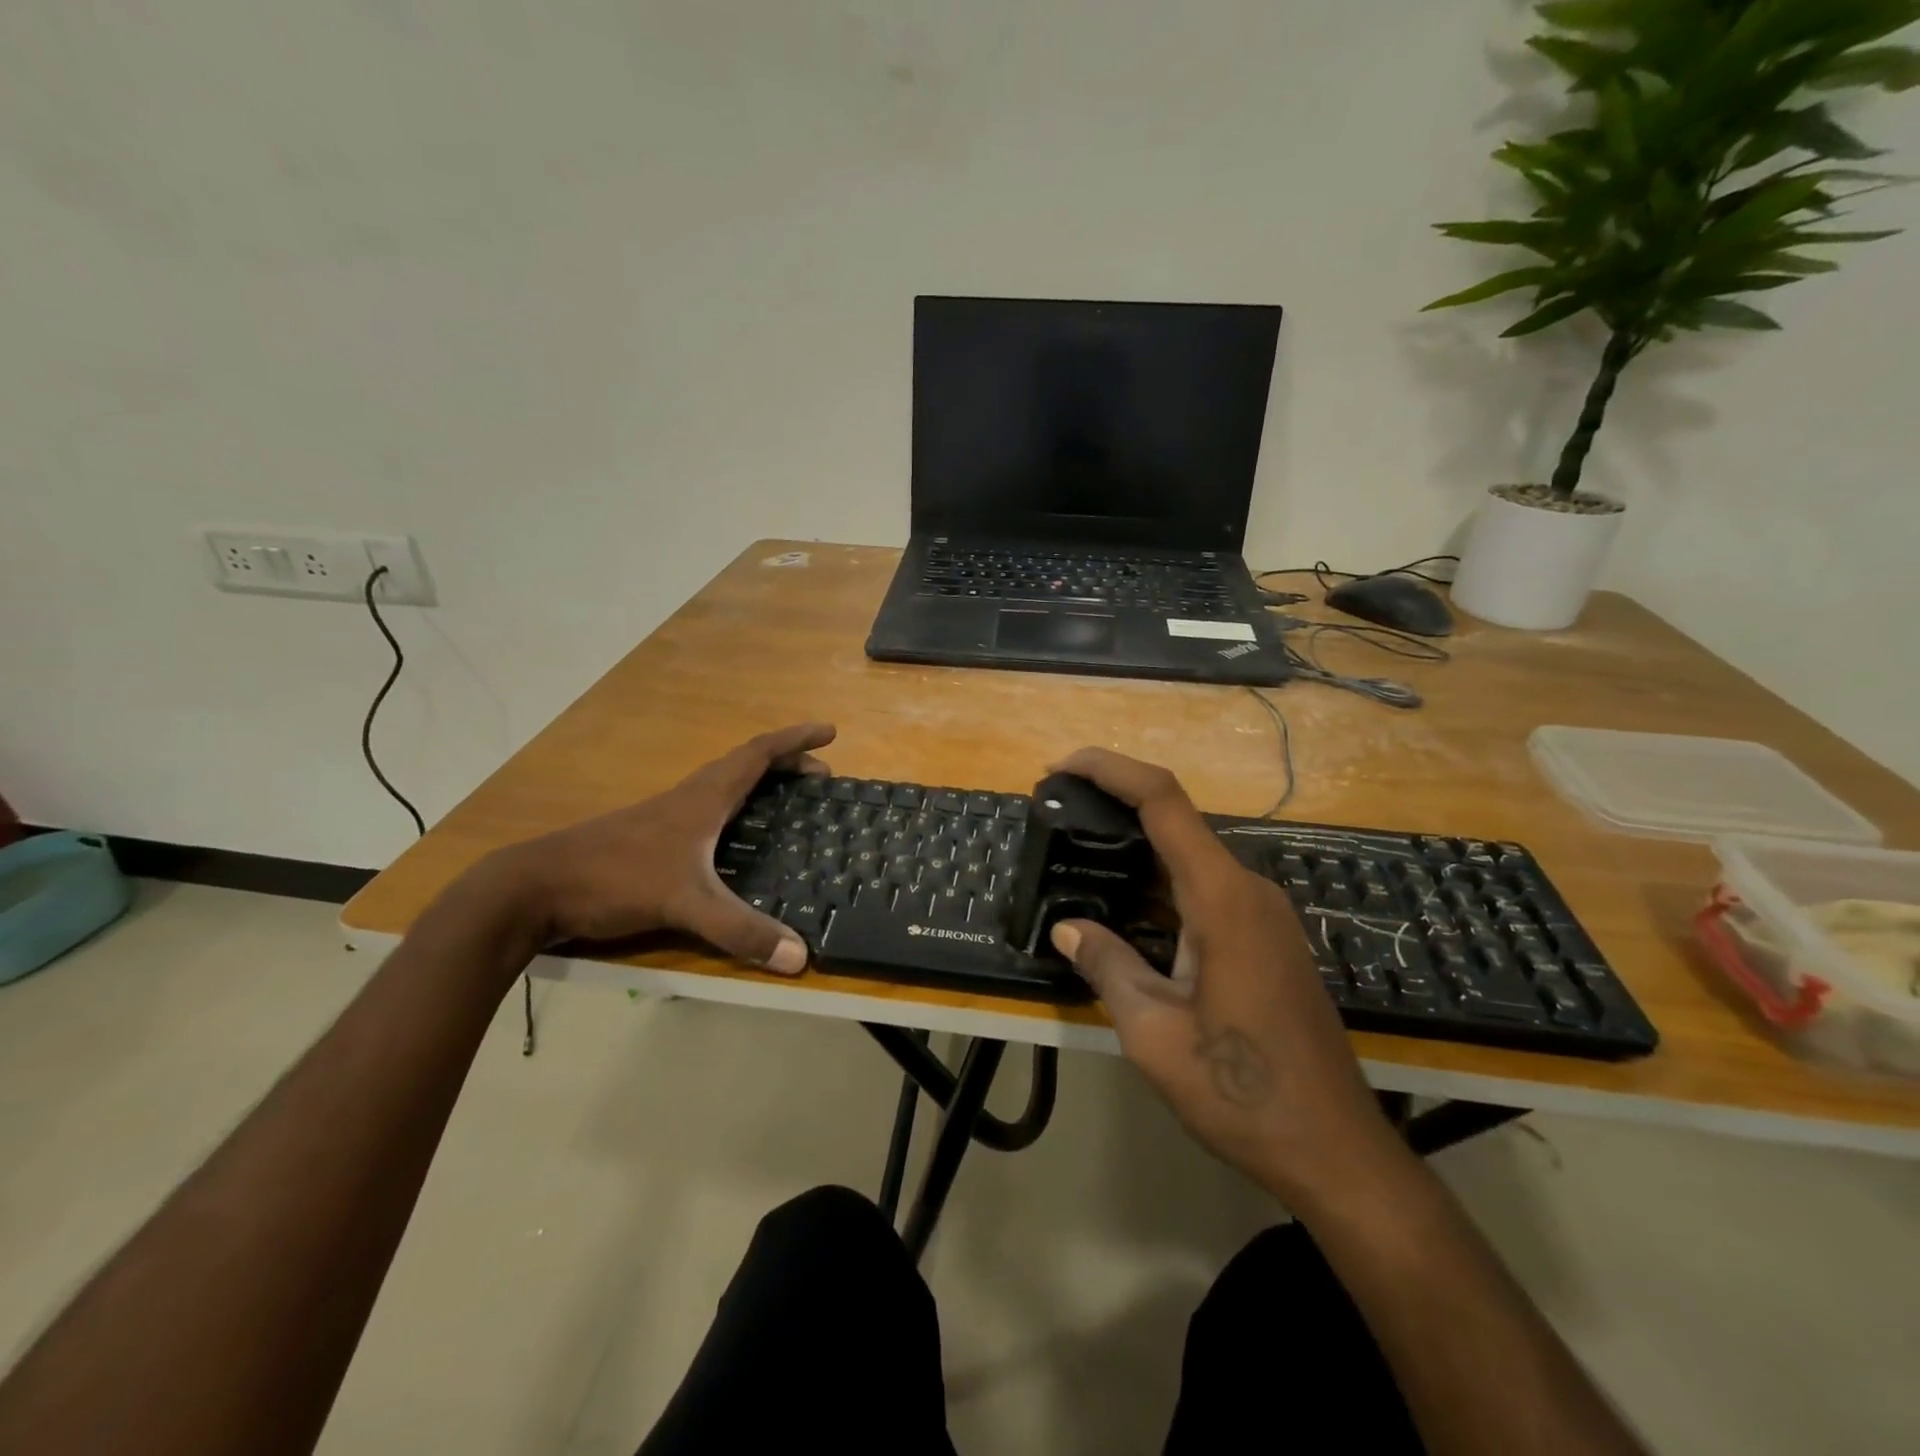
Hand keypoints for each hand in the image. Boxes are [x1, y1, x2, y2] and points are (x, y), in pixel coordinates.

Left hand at [490, 722, 835, 973]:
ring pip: (723, 787)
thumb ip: (740, 930)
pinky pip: (707, 811)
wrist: (533, 888)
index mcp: (703, 798)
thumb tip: (800, 958)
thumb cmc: (614, 878)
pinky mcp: (650, 841)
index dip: (795, 740)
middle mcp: (687, 799)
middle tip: (820, 779)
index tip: (829, 733)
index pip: (757, 754)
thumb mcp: (684, 903)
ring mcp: (665, 818)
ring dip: (760, 784)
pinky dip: (735, 811)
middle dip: (786, 764)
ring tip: (787, 803)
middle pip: (744, 766)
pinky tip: (734, 842)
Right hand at [1047, 748, 1408, 1208]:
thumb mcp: (1153, 1033)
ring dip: (1135, 851)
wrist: (1334, 1151)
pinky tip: (1124, 908)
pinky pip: (1204, 892)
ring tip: (1078, 858)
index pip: (1163, 801)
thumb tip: (1068, 927)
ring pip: (1189, 859)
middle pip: (1176, 822)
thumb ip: (1108, 966)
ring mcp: (1263, 915)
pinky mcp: (1266, 940)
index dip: (1110, 770)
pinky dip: (1159, 887)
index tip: (1061, 768)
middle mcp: (1248, 891)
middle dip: (1113, 807)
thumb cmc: (1241, 1092)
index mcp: (1222, 898)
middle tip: (1056, 817)